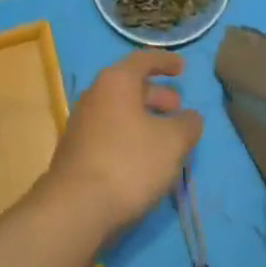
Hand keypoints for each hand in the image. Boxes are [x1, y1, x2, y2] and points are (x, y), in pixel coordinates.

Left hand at [43, 50, 202, 238]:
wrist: (76, 207)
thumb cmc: (129, 163)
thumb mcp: (172, 142)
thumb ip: (186, 124)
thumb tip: (189, 117)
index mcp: (116, 81)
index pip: (143, 59)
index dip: (165, 61)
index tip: (182, 68)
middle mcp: (94, 94)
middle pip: (129, 86)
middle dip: (156, 94)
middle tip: (177, 108)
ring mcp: (81, 123)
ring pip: (119, 111)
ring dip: (143, 118)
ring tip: (164, 137)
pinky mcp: (76, 150)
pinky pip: (109, 132)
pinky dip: (129, 136)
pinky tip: (142, 159)